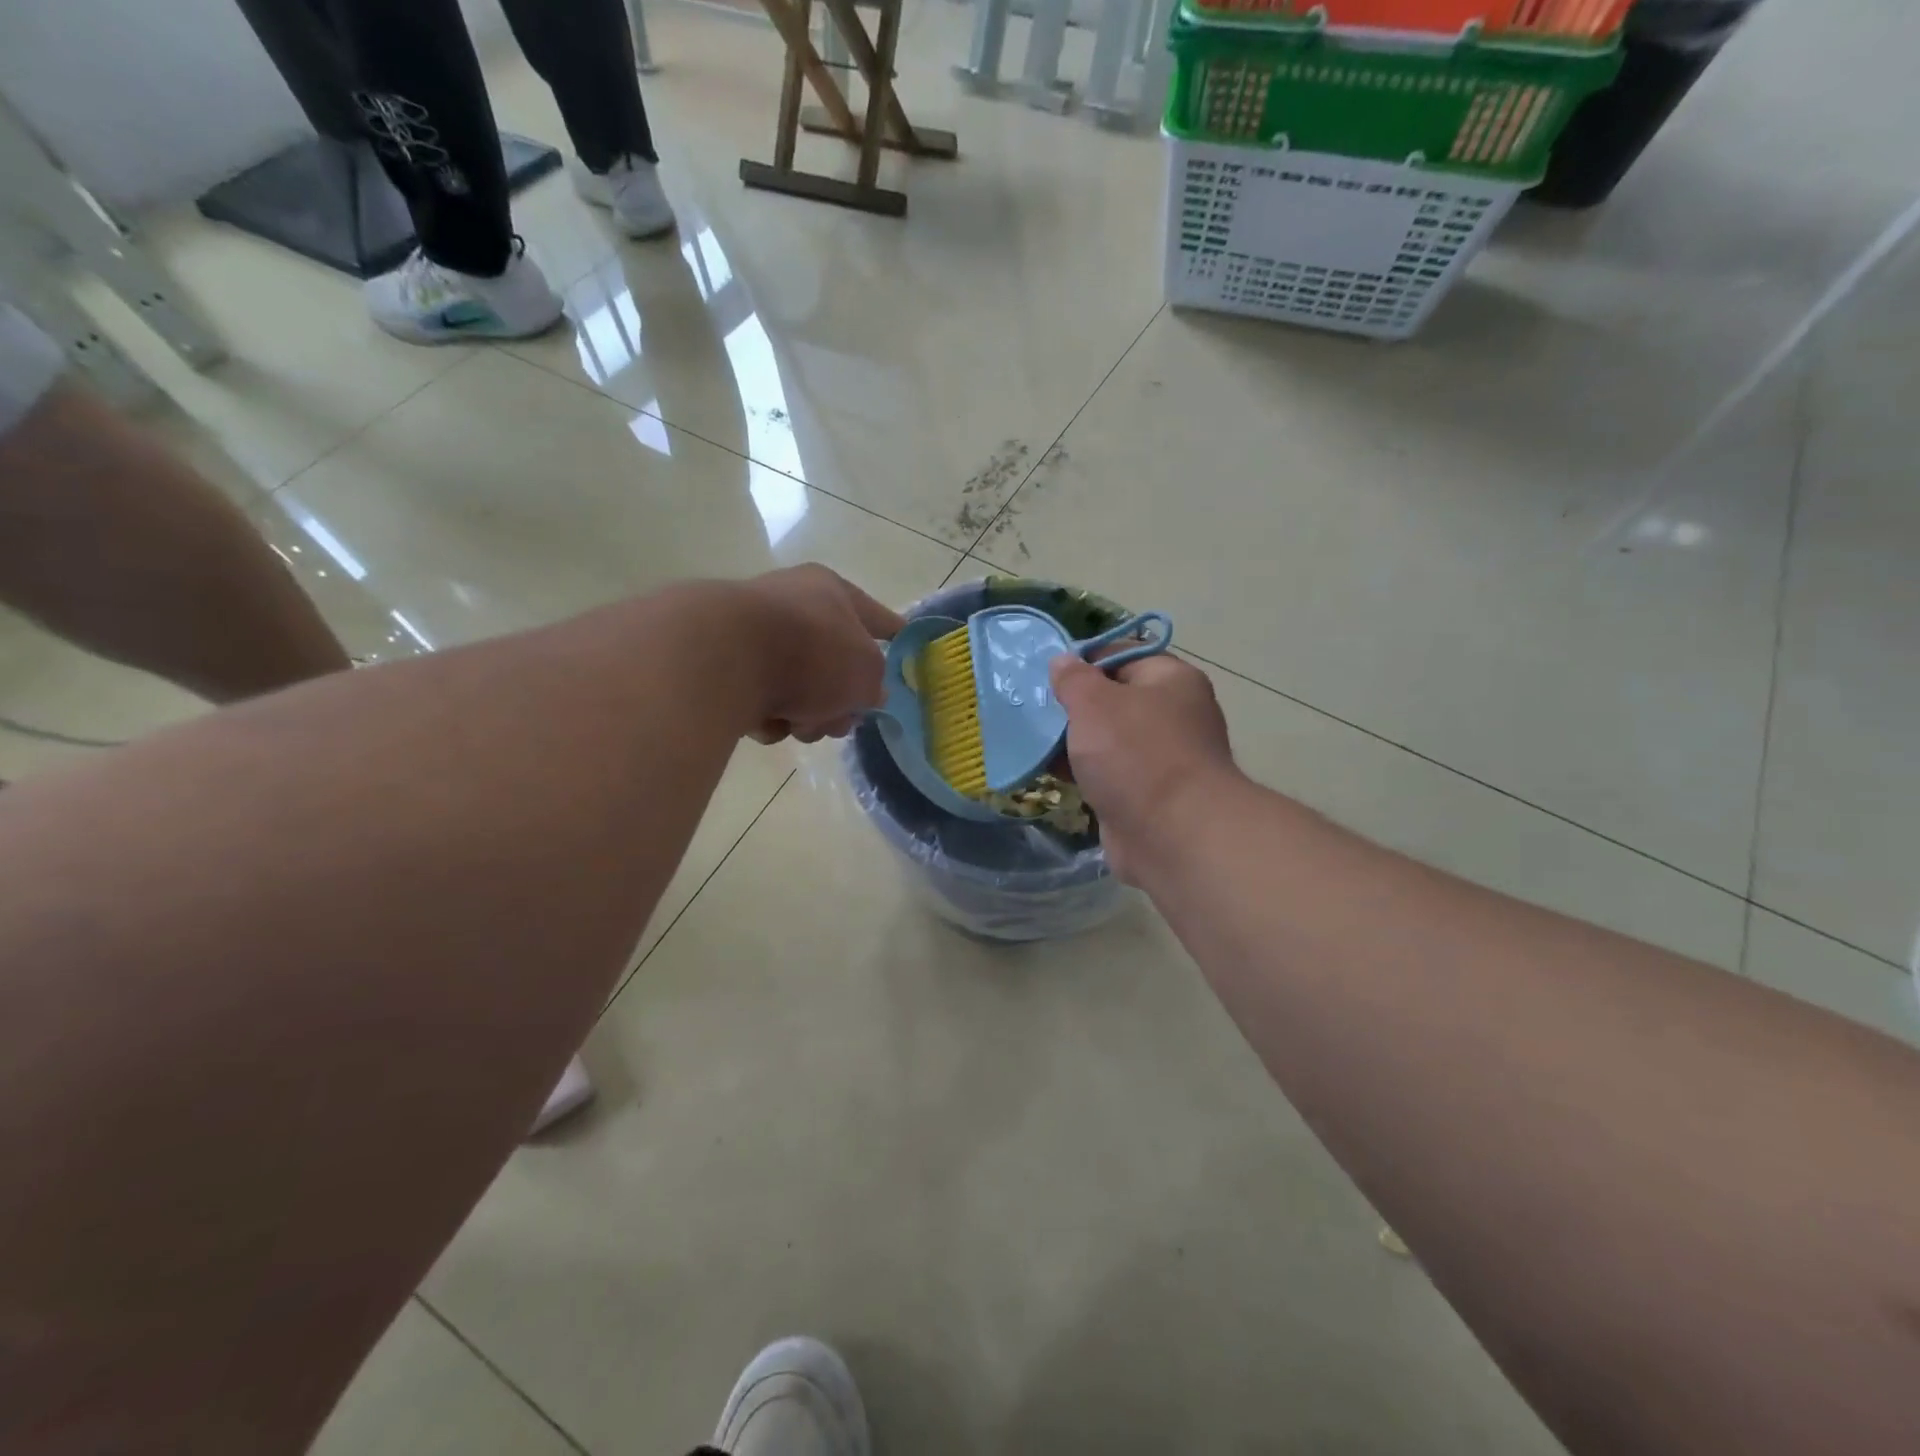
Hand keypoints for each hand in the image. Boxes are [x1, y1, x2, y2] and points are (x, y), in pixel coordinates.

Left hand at [737, 564, 903, 743]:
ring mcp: (753, 634)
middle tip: (840, 722)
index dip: (894, 634)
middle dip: (840, 702)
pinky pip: (761, 699)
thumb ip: (874, 684)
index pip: (876, 616)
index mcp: (831, 592)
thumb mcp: (866, 674)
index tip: (904, 644)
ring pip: (798, 688)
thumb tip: (863, 693)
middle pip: (833, 663)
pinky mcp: (722, 663)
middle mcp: (791, 604)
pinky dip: (768, 716)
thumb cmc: (813, 653)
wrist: (726, 658)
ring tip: (799, 725)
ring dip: (806, 714)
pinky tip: (764, 722)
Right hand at [1049, 651, 1237, 882]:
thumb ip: (1074, 678)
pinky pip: (1106, 773)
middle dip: (1072, 705)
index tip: (1046, 673)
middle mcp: (1172, 714)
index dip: (1083, 660)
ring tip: (1031, 739)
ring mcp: (1160, 758)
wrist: (1173, 836)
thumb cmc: (1135, 754)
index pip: (1122, 655)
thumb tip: (1063, 660)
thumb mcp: (1095, 702)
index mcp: (1171, 680)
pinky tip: (1049, 772)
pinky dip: (1081, 772)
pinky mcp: (1145, 795)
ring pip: (1106, 739)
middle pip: (1113, 699)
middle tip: (1032, 708)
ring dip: (1072, 741)